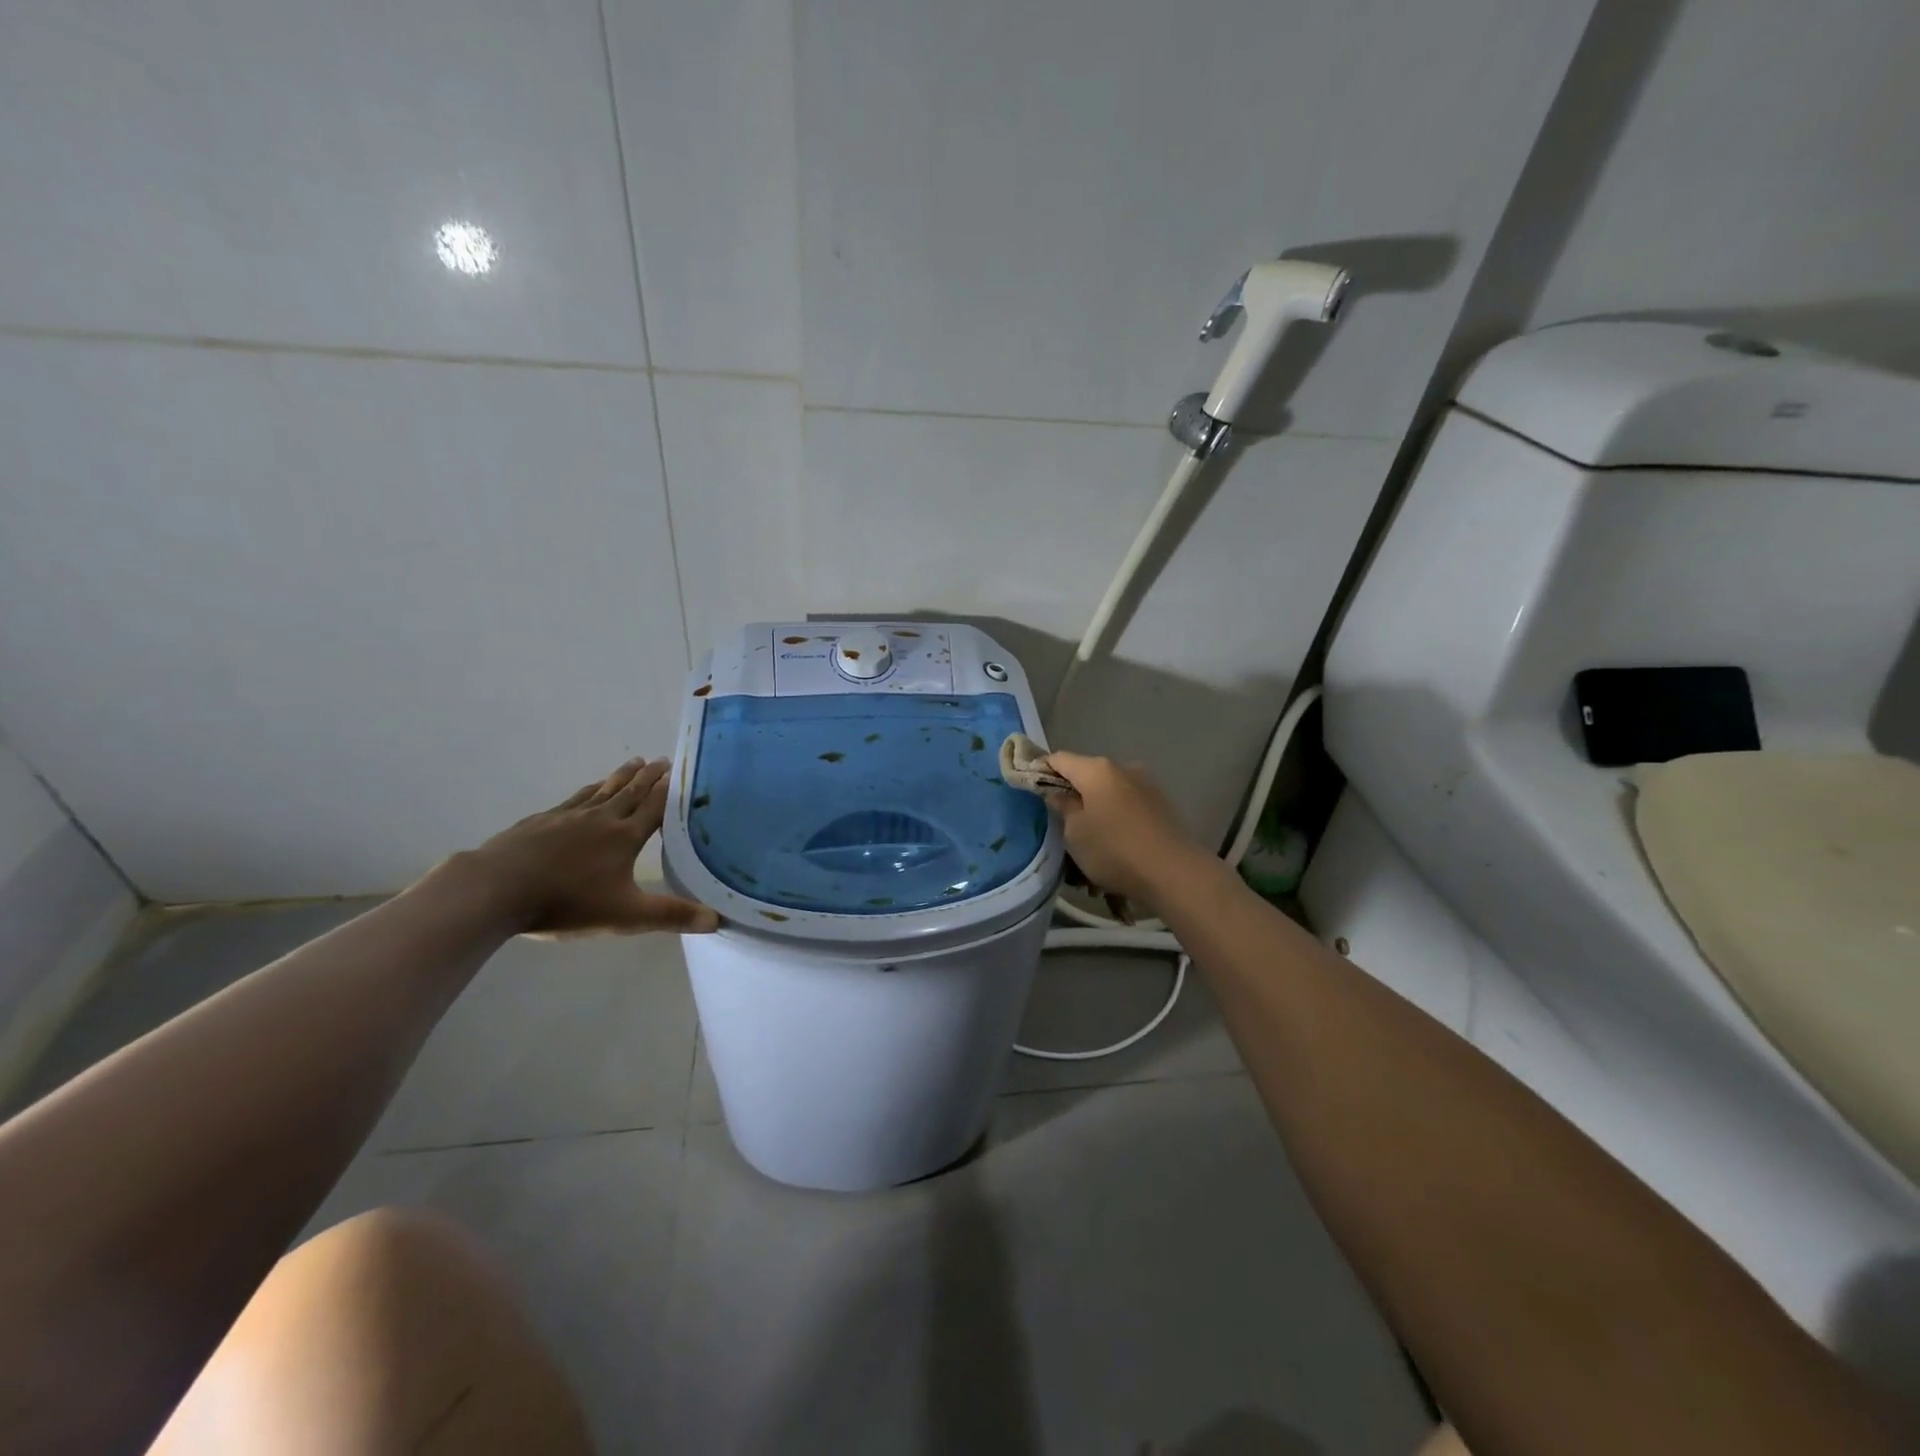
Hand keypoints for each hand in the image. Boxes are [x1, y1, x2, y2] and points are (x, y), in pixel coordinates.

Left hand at [462, 758, 719, 936]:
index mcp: (624, 837)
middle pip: (631, 792)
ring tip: (633, 762)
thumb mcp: (625, 916)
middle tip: (662, 759)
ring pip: (603, 790)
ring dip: (621, 776)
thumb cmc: (567, 902)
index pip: (655, 808)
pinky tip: (589, 790)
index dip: (670, 791)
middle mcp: (601, 819)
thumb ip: (670, 915)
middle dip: (649, 776)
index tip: (681, 772)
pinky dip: (590, 789)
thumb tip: (717, 920)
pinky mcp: (540, 821)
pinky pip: (574, 798)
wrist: (496, 889)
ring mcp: (567, 816)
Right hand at [1041, 752, 1208, 905]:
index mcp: (1097, 769)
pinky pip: (1128, 804)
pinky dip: (1116, 816)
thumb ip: (1063, 806)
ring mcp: (1146, 784)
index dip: (1040, 770)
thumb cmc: (1114, 850)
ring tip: (1090, 836)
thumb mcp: (1075, 833)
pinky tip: (1115, 841)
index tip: (1030, 789)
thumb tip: (1058, 792)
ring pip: (1109, 790)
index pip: (1058, 759)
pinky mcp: (1161, 804)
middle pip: (1086, 773)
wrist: (1174, 873)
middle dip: (1072, 791)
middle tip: (1059, 819)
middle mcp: (1123, 768)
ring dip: (1096, 806)